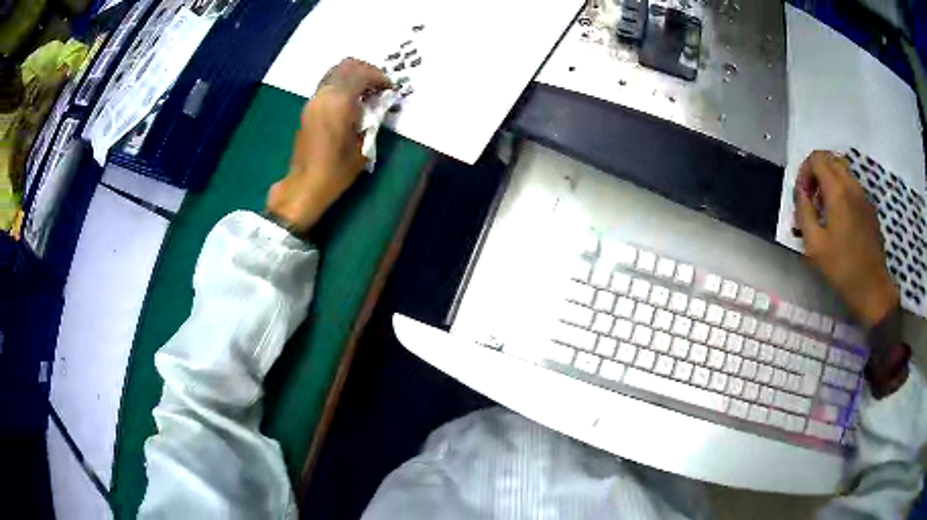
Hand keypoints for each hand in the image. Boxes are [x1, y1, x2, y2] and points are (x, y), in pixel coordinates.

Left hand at [266, 58, 390, 232]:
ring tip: (366, 94)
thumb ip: (372, 119)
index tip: (390, 90)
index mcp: (339, 101)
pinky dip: (342, 86)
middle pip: (346, 65)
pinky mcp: (308, 109)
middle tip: (379, 86)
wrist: (305, 185)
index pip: (362, 73)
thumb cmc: (336, 170)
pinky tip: (352, 103)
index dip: (380, 77)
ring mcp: (313, 100)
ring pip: (335, 72)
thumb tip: (379, 104)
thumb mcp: (363, 145)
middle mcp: (324, 94)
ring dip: (353, 77)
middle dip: (366, 71)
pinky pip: (328, 85)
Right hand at [794, 150, 898, 325]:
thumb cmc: (842, 269)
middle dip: (816, 173)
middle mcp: (852, 185)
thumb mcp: (814, 245)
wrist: (873, 288)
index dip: (804, 171)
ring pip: (842, 172)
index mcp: (838, 191)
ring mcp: (863, 196)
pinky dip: (841, 193)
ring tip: (825, 211)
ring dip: (829, 183)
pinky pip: (852, 187)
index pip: (817, 158)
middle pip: (830, 160)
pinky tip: (840, 221)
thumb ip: (804, 212)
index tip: (802, 195)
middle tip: (812, 200)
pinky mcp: (869, 208)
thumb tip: (801, 192)